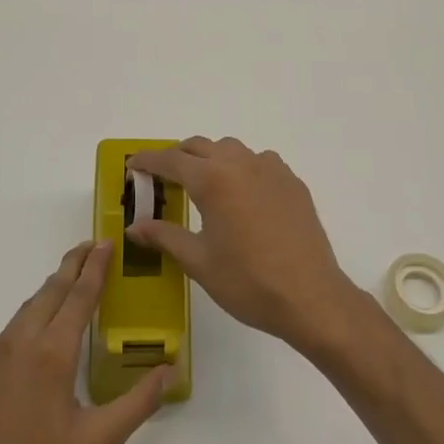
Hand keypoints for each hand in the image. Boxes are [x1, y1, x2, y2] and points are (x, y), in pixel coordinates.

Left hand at [0, 241, 171, 443]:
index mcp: (51, 354)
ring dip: (47, 296)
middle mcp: (17, 344)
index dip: (95, 268)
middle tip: (88, 247)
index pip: (79, 297)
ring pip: (23, 315)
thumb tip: (170, 369)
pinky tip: (29, 356)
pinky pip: (2, 343)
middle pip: (48, 293)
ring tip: (65, 290)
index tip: (105, 242)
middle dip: (70, 266)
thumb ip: (137, 403)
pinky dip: (24, 331)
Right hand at [127, 137, 366, 353]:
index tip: (132, 166)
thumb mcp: (198, 261)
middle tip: (162, 178)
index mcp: (213, 180)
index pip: (171, 160)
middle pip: (200, 146)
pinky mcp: (293, 183)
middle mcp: (241, 164)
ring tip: (202, 184)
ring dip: (211, 158)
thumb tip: (134, 227)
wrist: (310, 297)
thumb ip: (164, 236)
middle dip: (177, 157)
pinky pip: (260, 162)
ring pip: (232, 149)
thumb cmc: (248, 282)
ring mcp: (272, 170)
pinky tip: (241, 195)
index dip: (147, 161)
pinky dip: (242, 168)